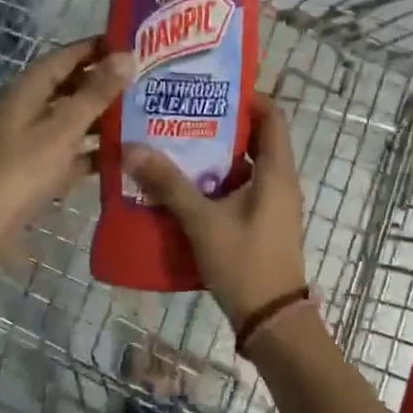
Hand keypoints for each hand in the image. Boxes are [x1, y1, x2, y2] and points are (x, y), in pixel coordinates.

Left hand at [0, 39, 134, 261]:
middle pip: (71, 85)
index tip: (137, 44)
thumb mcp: (63, 128)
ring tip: (145, 114)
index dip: (99, 47)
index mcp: (29, 88)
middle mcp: (29, 107)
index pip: (68, 55)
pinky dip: (93, 150)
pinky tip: (125, 154)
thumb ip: (96, 93)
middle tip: (148, 80)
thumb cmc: (20, 170)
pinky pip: (71, 150)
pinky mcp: (37, 167)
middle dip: (106, 82)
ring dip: (103, 116)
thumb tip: (128, 55)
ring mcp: (32, 139)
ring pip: (73, 118)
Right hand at [122, 94, 308, 327]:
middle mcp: (279, 181)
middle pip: (254, 140)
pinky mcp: (262, 225)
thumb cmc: (245, 262)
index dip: (248, 98)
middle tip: (181, 116)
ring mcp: (272, 205)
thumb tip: (133, 148)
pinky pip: (240, 191)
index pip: (272, 116)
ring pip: (244, 168)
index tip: (211, 90)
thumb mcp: (203, 221)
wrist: (272, 322)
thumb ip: (169, 184)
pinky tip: (183, 189)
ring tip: (174, 147)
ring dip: (213, 158)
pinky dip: (216, 185)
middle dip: (219, 127)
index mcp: (276, 171)